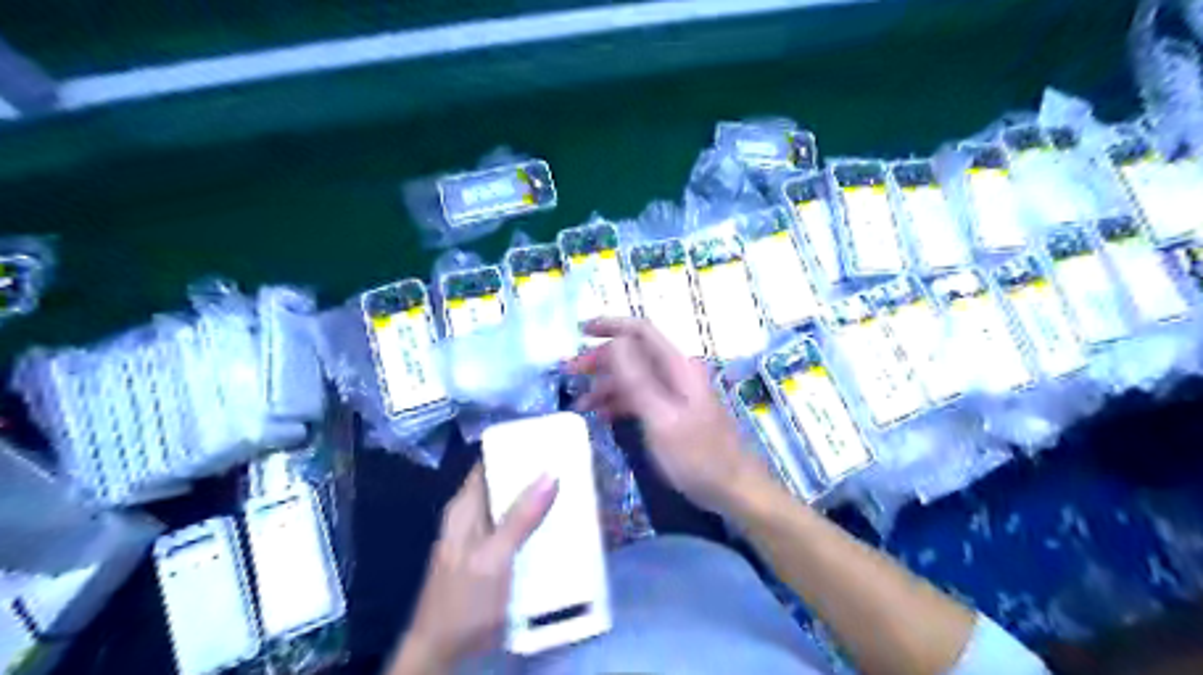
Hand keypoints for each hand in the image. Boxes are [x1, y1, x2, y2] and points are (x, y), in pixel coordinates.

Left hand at [399, 463, 561, 671]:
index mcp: (466, 506)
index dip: (517, 448)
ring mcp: (486, 538)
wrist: (444, 652)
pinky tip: (562, 527)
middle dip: (537, 474)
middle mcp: (475, 516)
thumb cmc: (464, 599)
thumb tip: (550, 473)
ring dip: (541, 500)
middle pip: (508, 483)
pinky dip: (539, 524)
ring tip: (575, 490)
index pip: (491, 461)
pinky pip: (522, 531)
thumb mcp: (494, 556)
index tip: (550, 440)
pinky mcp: (497, 558)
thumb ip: (520, 517)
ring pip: (517, 507)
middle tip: (573, 466)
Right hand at [570, 320, 776, 514]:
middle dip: (600, 359)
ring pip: (634, 376)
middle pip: (634, 353)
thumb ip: (638, 380)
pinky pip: (641, 396)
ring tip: (579, 403)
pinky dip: (619, 402)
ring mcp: (675, 391)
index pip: (641, 331)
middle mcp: (676, 372)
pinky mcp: (673, 410)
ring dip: (606, 385)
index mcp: (677, 366)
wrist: (734, 489)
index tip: (580, 331)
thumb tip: (615, 342)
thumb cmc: (698, 456)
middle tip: (570, 372)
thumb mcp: (661, 419)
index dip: (611, 325)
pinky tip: (601, 415)